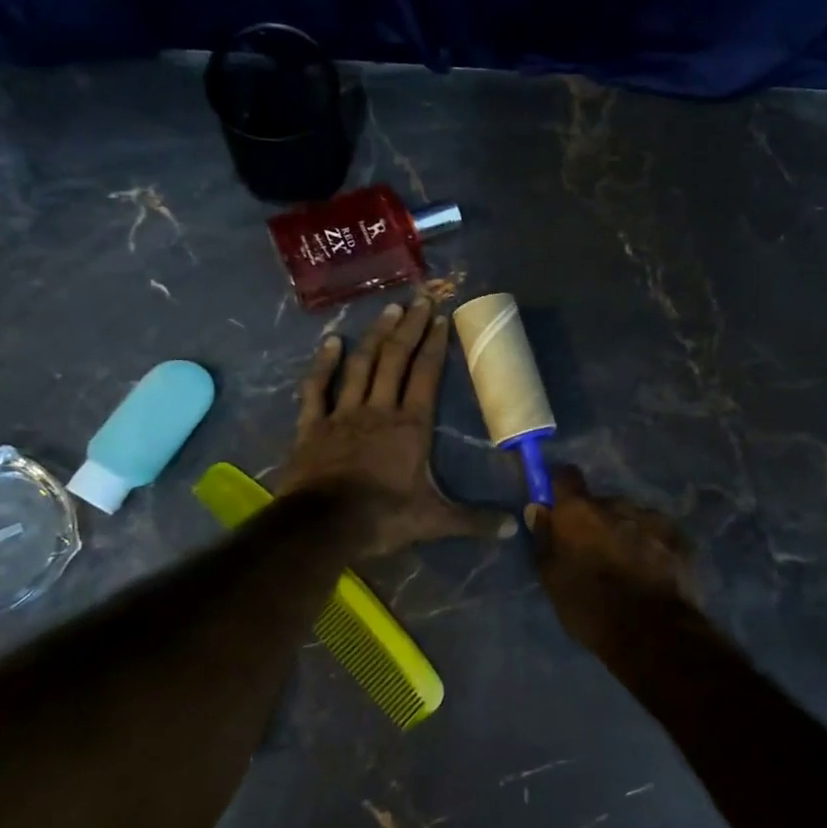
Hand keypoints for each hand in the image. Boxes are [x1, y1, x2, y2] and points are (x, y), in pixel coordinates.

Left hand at [280, 298, 515, 556]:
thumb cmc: (383, 517)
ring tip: (388, 309)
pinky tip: (331, 341)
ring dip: (375, 336)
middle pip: (395, 359)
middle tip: (419, 298)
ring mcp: (343, 414)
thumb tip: (514, 529)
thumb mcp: (435, 520)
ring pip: (361, 366)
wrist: (323, 526)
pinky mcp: (313, 425)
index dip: (434, 345)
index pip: (426, 375)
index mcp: (410, 425)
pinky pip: (318, 388)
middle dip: (409, 327)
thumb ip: (474, 520)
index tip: (441, 318)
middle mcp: (378, 409)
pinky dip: (324, 364)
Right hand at [527, 465, 702, 643]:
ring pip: (630, 518)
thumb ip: (545, 538)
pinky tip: (650, 573)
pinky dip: (651, 546)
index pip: (566, 476)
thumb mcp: (552, 578)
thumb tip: (539, 509)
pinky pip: (656, 534)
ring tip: (626, 567)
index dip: (561, 488)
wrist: (651, 633)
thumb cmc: (589, 606)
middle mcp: (616, 503)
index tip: (559, 506)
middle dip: (596, 521)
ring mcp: (651, 518)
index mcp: (580, 511)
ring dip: (625, 533)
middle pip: (601, 503)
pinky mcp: (678, 537)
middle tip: (595, 552)